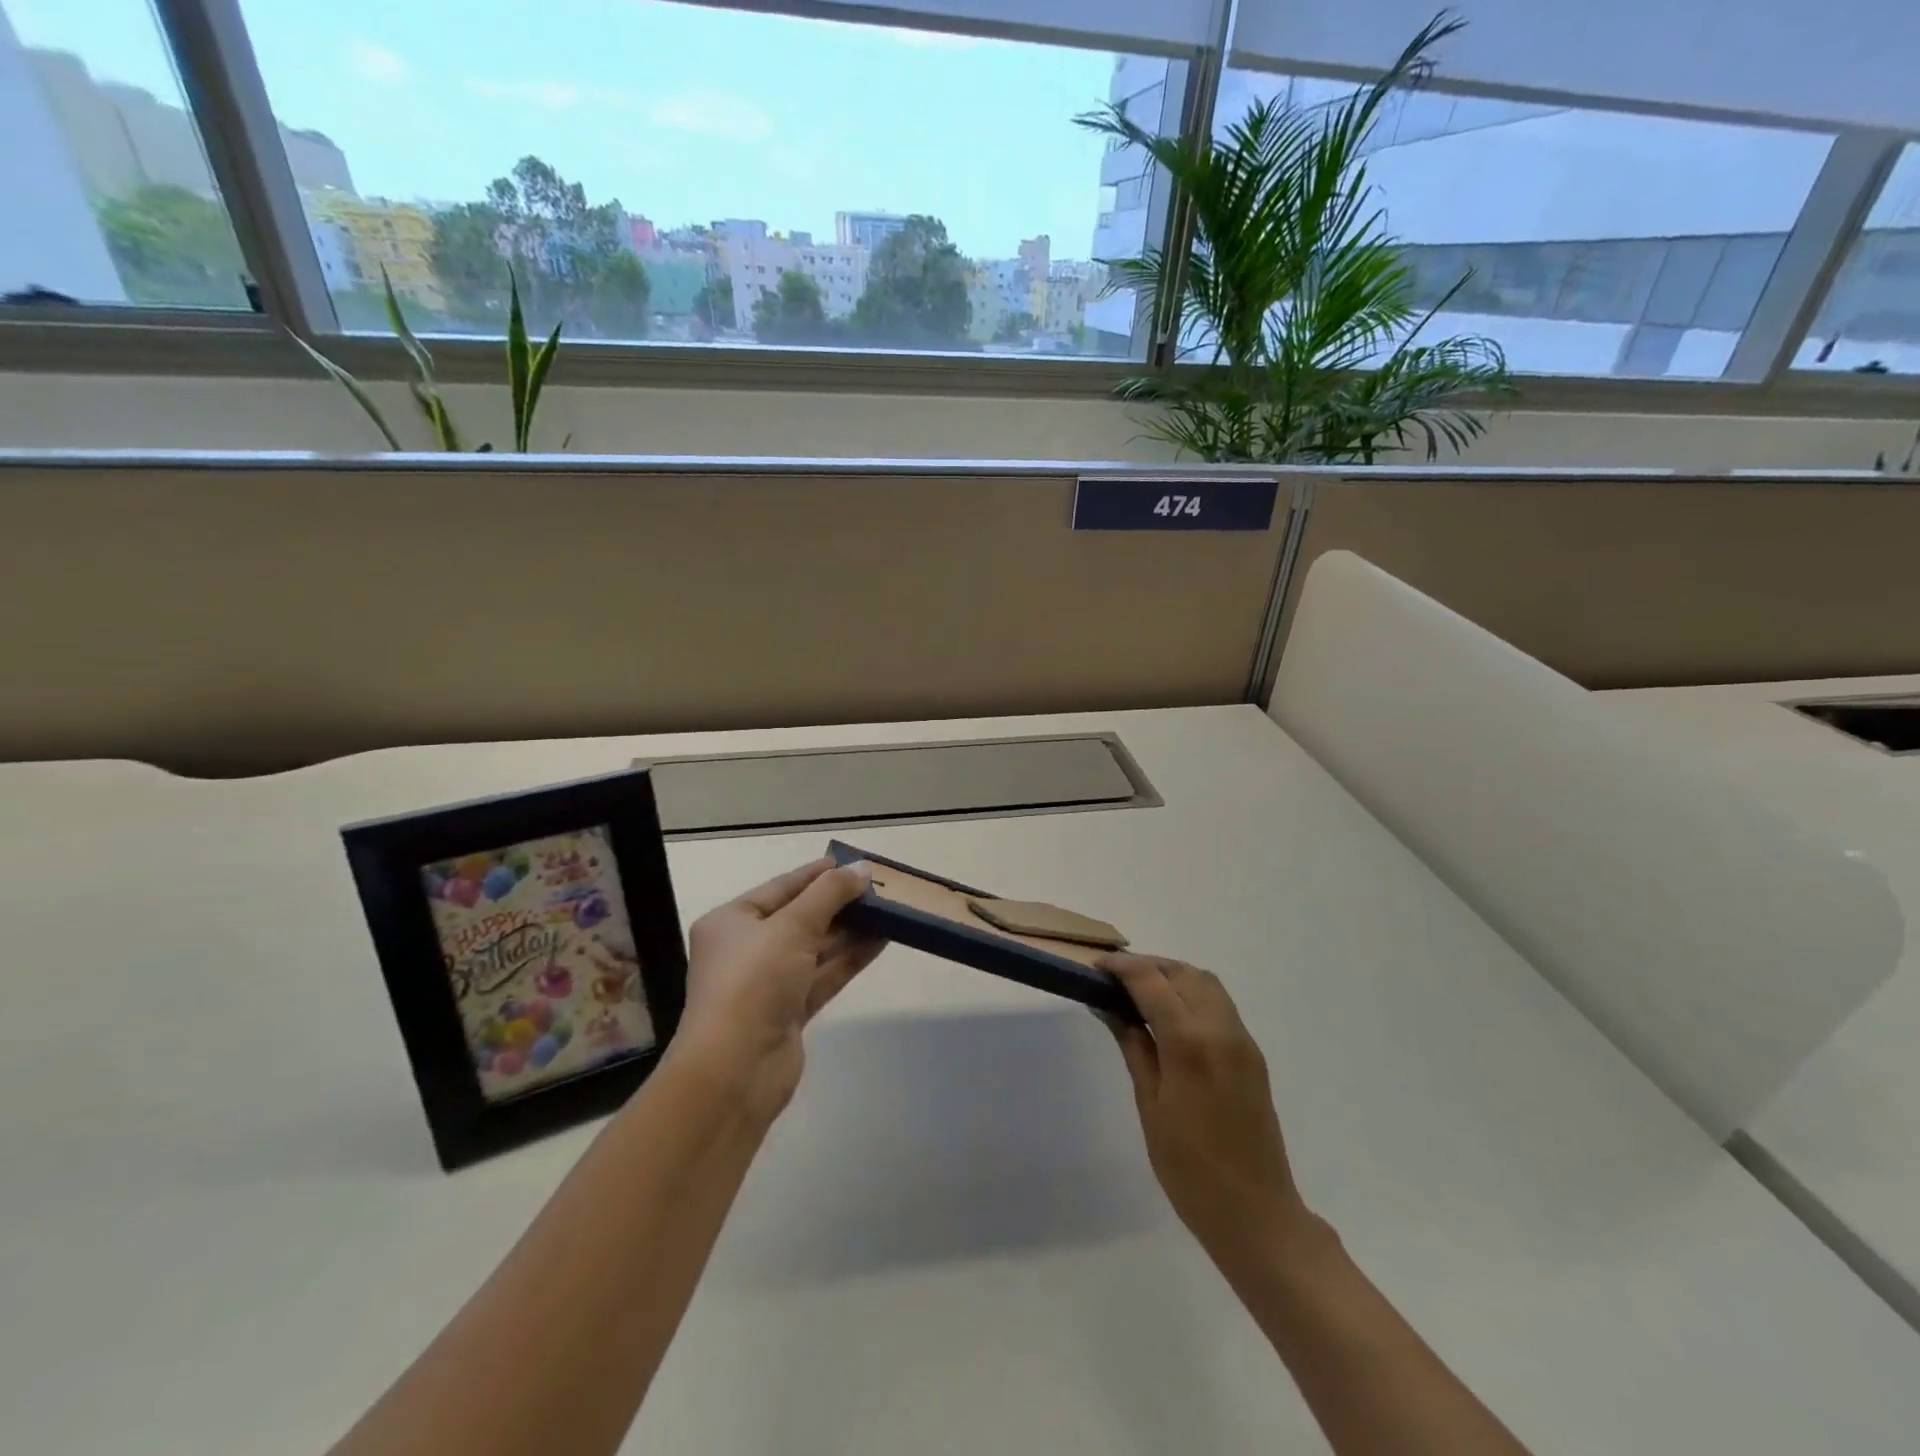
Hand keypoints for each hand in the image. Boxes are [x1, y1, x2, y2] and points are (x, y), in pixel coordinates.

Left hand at [668, 858, 883, 1123]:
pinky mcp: (790, 1011)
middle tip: (881, 887)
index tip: (854, 863)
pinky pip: (824, 974)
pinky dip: (851, 958)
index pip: (782, 887)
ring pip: (816, 947)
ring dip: (851, 930)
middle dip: (840, 903)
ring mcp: (769, 982)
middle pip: (801, 917)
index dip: (818, 873)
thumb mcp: (792, 927)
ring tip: (890, 910)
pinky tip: (882, 940)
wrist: (735, 1070)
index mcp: (732, 921)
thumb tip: (862, 868)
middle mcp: (747, 949)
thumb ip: (830, 894)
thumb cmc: (753, 982)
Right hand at [1100, 954, 1316, 1267]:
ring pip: (1205, 982)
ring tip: (1140, 993)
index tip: (1095, 968)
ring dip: (1172, 975)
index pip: (1151, 981)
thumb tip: (1108, 1006)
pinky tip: (1170, 1016)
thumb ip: (1133, 1045)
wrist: (1256, 1214)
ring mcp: (1242, 1040)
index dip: (1121, 967)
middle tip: (1114, 980)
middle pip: (1182, 972)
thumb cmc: (1189, 1168)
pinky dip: (1192, 993)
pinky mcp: (1252, 1053)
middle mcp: (1220, 1029)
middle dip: (1147, 966)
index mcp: (1189, 1043)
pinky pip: (1219, 1004)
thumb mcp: (1150, 1105)